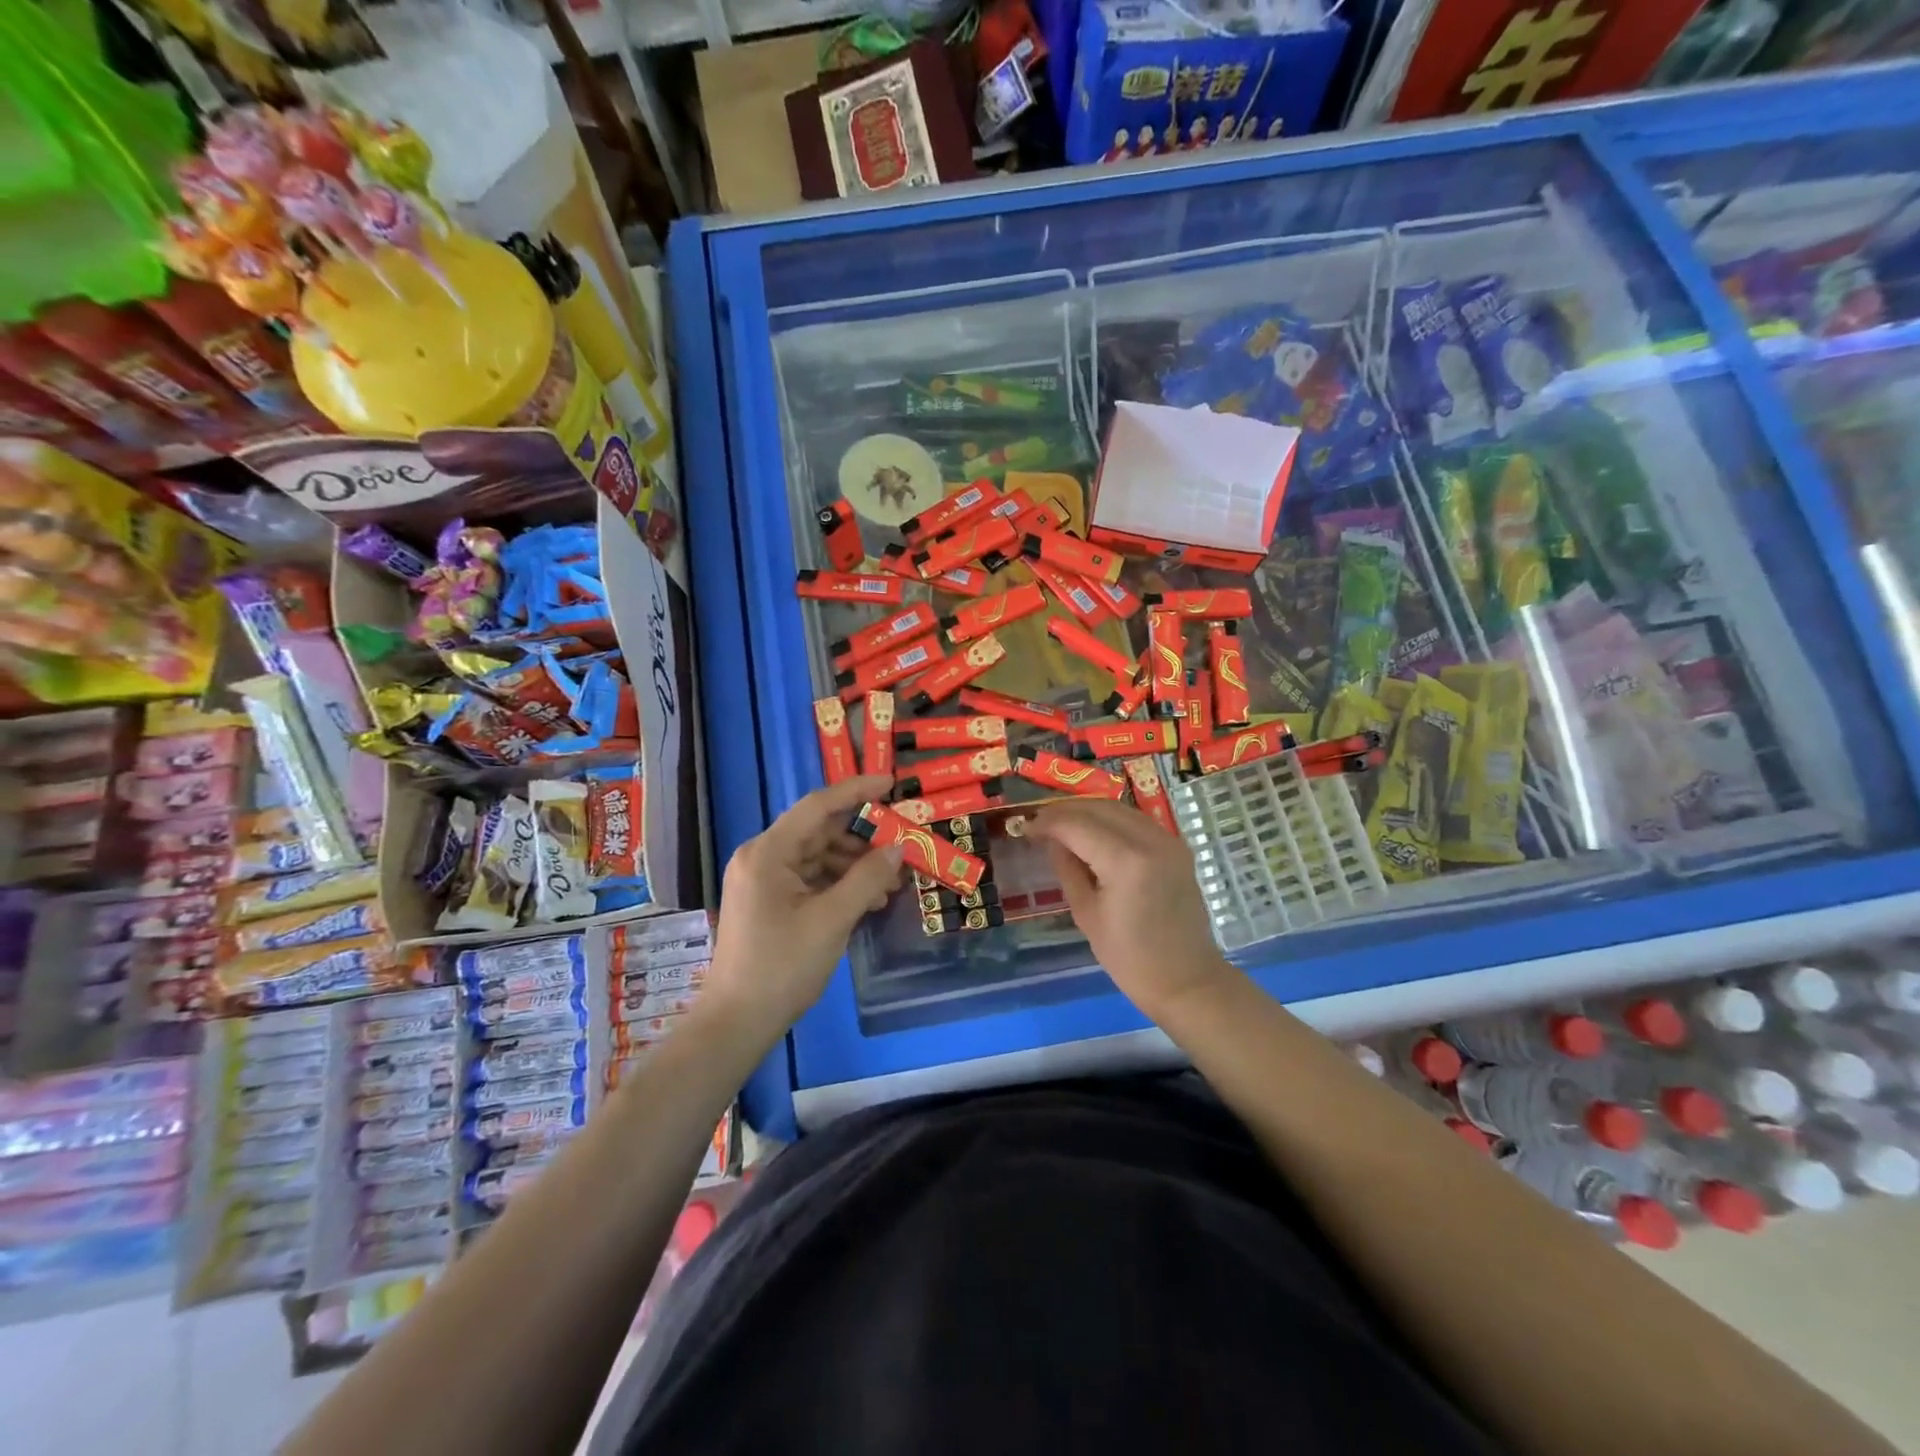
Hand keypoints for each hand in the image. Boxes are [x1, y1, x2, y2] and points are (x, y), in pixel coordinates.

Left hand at [704, 775, 903, 1042]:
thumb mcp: (832, 920)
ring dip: (854, 865)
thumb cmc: (782, 966)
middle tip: (902, 846)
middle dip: (862, 838)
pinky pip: (809, 879)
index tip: (891, 784)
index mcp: (768, 852)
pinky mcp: (768, 902)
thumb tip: (898, 848)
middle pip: (819, 831)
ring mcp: (762, 880)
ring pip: (817, 856)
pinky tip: (868, 900)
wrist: (737, 1022)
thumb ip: (867, 878)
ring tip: (892, 883)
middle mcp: (761, 857)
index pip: (818, 806)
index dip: (856, 791)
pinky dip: (839, 884)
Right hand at [1027, 798, 1238, 1020]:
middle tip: (1039, 823)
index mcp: (1125, 861)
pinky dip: (1110, 819)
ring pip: (1118, 808)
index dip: (1047, 822)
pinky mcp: (1177, 846)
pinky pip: (1136, 820)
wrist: (1187, 980)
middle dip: (1065, 811)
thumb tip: (1051, 840)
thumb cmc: (1130, 959)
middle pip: (1098, 807)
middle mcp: (1149, 840)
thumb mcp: (1086, 914)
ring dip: (1087, 811)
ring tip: (1062, 825)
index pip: (1076, 825)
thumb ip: (1067, 868)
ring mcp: (1168, 840)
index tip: (1025, 829)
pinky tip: (1093, 833)